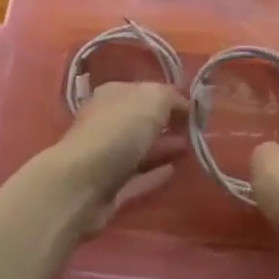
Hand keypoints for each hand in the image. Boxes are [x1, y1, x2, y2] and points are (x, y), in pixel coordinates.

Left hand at [52, 82, 186, 231]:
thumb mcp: (152, 99)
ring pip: (140, 149)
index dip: (169, 97)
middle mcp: (107, 121)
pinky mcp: (108, 188)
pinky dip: (154, 174)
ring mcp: (106, 156)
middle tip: (196, 130)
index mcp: (113, 94)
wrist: (82, 185)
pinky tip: (173, 171)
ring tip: (191, 149)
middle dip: (166, 123)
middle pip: (141, 120)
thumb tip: (184, 104)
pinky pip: (137, 177)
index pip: (145, 90)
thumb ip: (171, 97)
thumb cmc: (118, 131)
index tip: (194, 107)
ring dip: (163, 148)